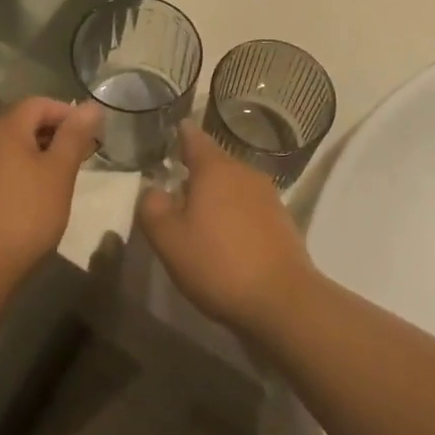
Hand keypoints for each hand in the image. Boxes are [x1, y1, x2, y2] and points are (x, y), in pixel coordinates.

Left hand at [0, 98, 101, 287]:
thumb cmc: (26, 213)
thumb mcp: (59, 172)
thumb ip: (75, 136)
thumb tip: (91, 106)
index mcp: (5, 127)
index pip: (40, 103)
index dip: (69, 114)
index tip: (91, 137)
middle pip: (25, 121)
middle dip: (57, 134)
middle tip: (82, 157)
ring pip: (14, 145)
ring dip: (41, 153)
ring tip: (64, 177)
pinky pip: (3, 165)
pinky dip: (24, 170)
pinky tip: (38, 195)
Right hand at [136, 122, 315, 336]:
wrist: (283, 301)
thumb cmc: (218, 264)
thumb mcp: (169, 240)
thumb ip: (152, 208)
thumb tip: (153, 190)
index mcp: (215, 168)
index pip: (194, 137)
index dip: (180, 134)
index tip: (171, 133)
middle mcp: (244, 172)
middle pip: (215, 162)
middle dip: (196, 172)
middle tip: (175, 190)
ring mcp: (268, 195)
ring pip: (234, 185)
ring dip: (217, 195)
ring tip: (200, 218)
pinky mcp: (283, 220)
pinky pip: (250, 206)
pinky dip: (236, 214)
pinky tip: (228, 239)